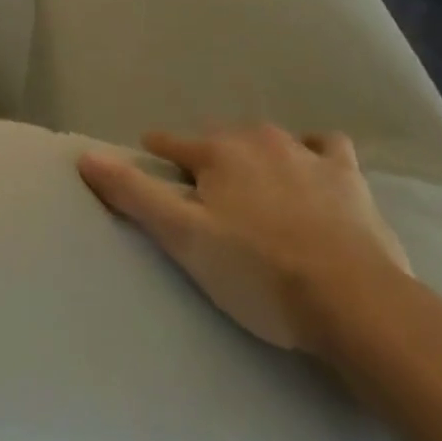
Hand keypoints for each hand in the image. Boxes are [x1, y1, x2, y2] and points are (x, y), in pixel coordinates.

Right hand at [78, 125, 411, 352]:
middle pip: (221, 139)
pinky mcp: (348, 175)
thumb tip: (86, 155)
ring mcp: (305, 153)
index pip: (174, 144)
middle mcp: (256, 139)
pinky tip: (318, 170)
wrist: (355, 301)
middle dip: (210, 156)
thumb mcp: (185, 238)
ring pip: (271, 139)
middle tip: (207, 187)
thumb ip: (134, 194)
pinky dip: (317, 153)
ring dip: (259, 153)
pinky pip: (328, 147)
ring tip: (258, 180)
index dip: (159, 150)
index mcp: (216, 152)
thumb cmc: (259, 271)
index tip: (151, 153)